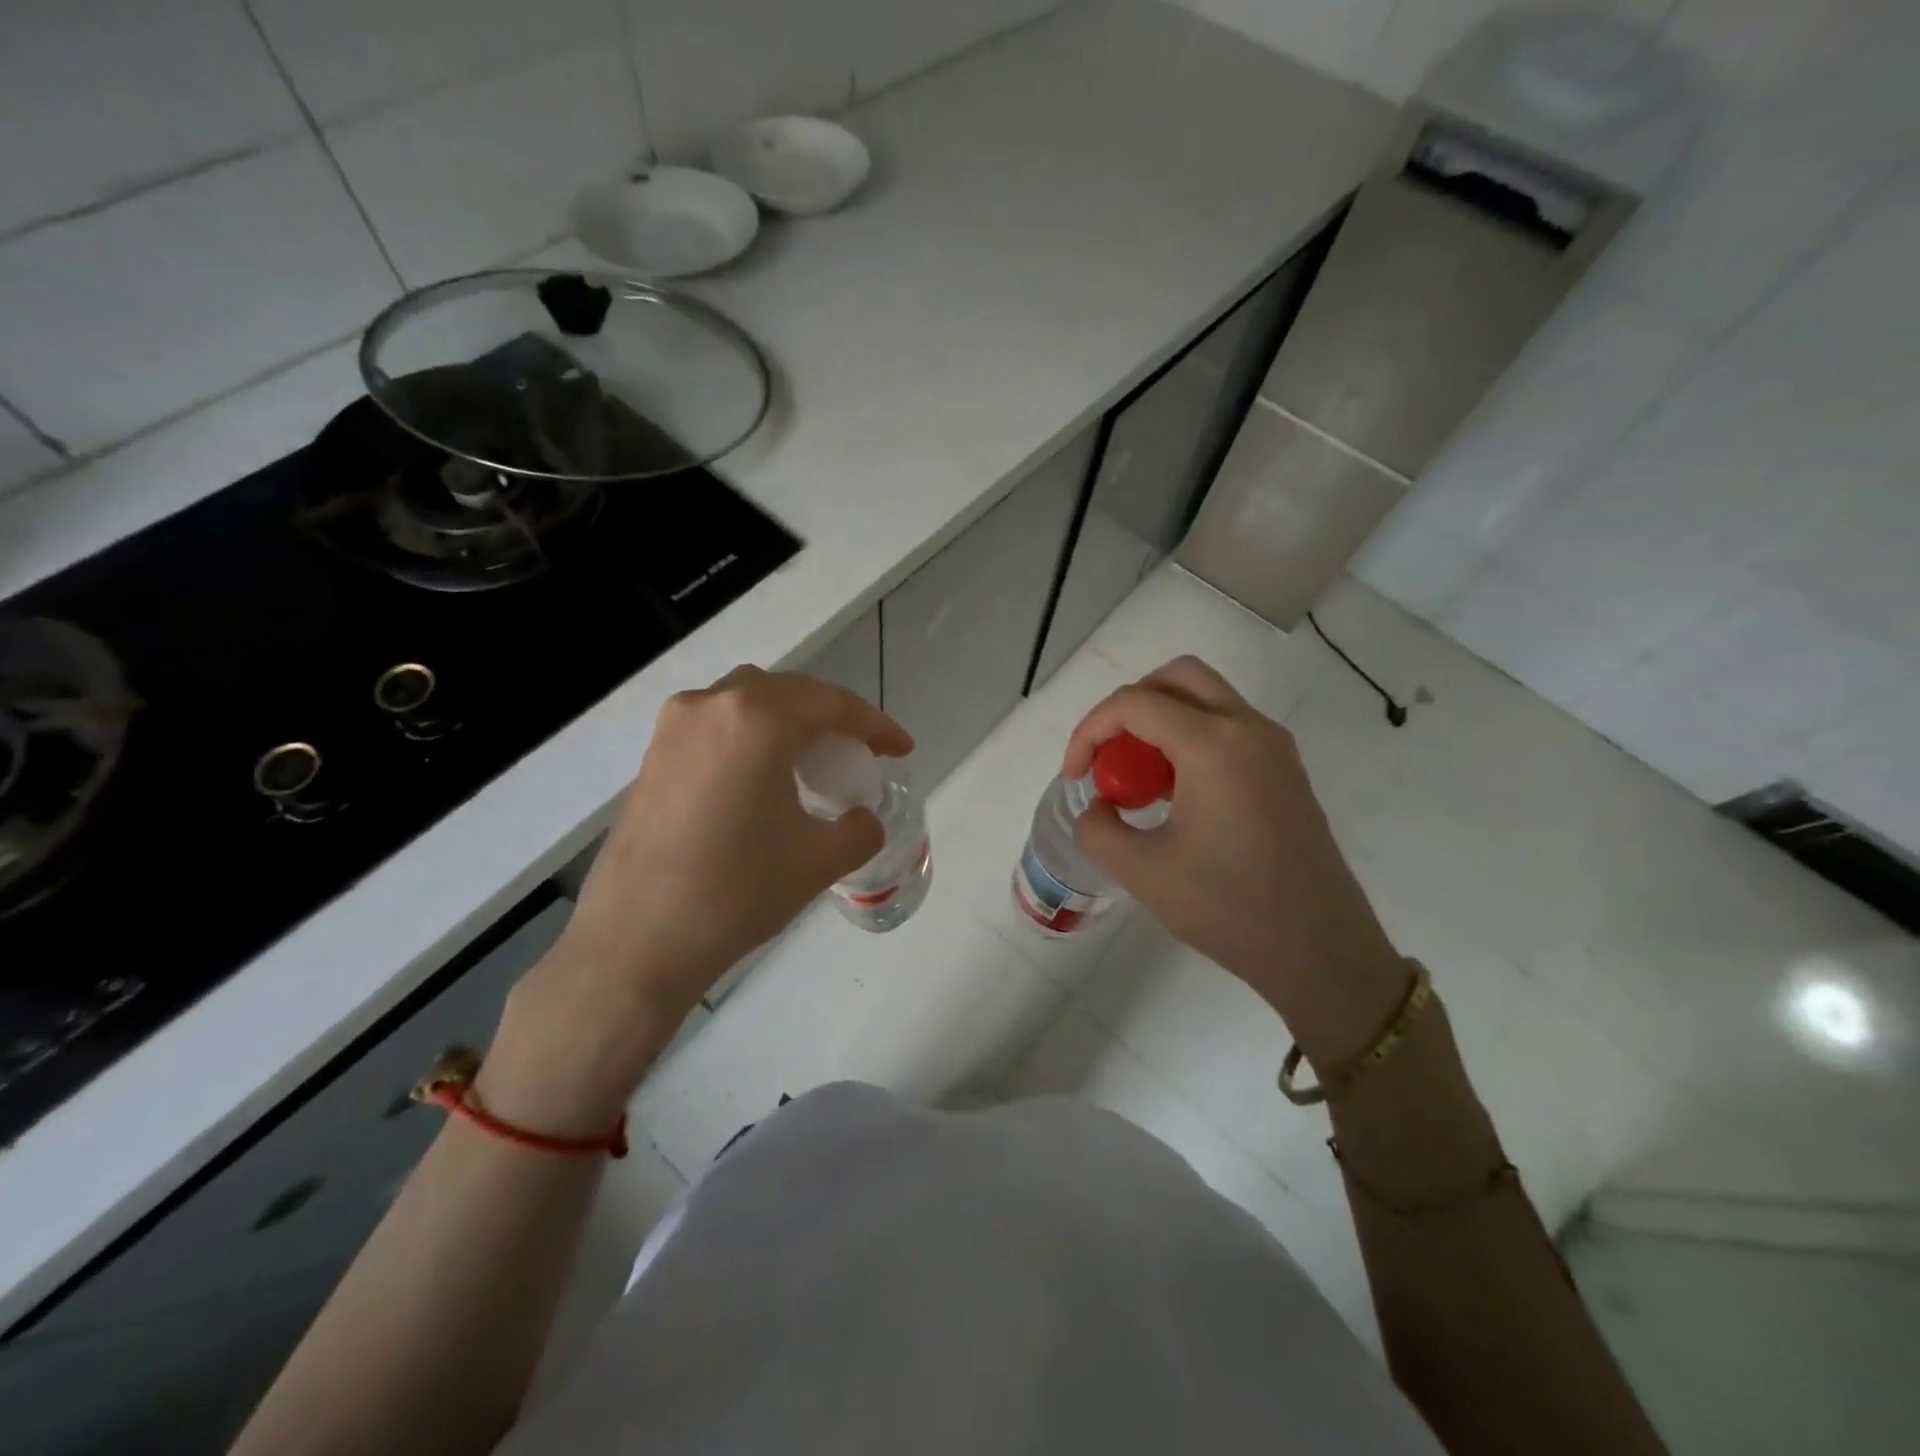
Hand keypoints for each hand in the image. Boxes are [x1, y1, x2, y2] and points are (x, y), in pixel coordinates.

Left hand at [483, 667, 910, 1132]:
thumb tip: (862, 819)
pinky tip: (763, 778)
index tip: (902, 749)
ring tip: (812, 761)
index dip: (875, 725)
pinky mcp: (653, 756)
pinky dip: (751, 737)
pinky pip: (717, 726)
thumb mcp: (819, 861)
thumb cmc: (736, 893)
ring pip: (748, 703)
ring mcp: (674, 728)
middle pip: (789, 693)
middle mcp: (711, 706)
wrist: (635, 943)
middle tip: (859, 753)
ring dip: (789, 722)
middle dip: (832, 717)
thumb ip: (859, 828)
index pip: (832, 705)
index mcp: (756, 721)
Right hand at [1064, 657, 1406, 1065]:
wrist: (1321, 951)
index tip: (1075, 777)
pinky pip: (1228, 727)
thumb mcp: (1142, 872)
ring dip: (1161, 721)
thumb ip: (1098, 829)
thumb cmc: (1229, 908)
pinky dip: (1190, 739)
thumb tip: (1098, 809)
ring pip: (1206, 698)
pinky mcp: (1285, 770)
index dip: (1089, 731)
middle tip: (1109, 757)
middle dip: (1129, 707)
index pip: (1134, 703)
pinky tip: (1176, 795)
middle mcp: (1248, 728)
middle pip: (1177, 677)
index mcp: (1214, 744)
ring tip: (1139, 781)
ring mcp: (1274, 747)